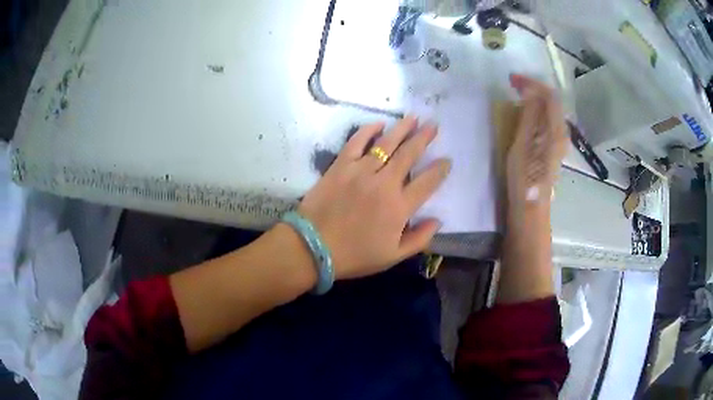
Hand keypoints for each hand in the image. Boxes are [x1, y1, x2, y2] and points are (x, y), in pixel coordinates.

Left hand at [296, 117, 450, 279]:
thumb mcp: (392, 257)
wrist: (313, 247)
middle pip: (409, 155)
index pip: (427, 183)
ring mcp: (361, 171)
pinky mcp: (341, 165)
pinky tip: (379, 124)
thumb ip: (419, 239)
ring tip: (413, 118)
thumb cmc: (354, 255)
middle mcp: (384, 183)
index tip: (446, 160)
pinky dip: (368, 130)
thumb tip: (437, 221)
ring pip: (386, 144)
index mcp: (399, 207)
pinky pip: (357, 142)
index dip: (440, 170)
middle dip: (423, 138)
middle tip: (433, 125)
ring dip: (402, 129)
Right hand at [506, 74, 566, 216]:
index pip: (550, 96)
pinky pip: (546, 121)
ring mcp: (558, 142)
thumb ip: (530, 116)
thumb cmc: (525, 178)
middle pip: (552, 102)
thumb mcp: (523, 143)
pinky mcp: (552, 148)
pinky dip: (535, 112)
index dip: (532, 83)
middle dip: (533, 89)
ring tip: (516, 97)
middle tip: (513, 86)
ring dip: (534, 100)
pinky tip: (524, 115)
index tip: (512, 80)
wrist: (530, 207)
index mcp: (555, 131)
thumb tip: (531, 90)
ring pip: (549, 111)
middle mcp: (561, 133)